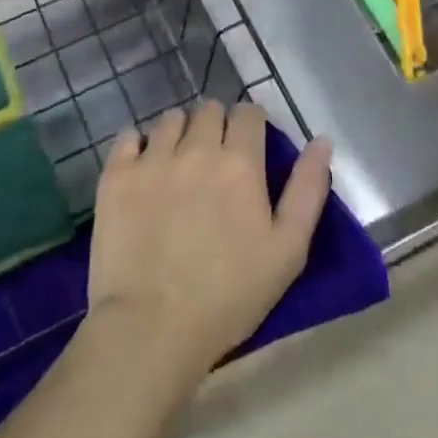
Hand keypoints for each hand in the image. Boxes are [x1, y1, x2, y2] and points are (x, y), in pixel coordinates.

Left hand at [87, 101, 332, 388]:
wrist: (152, 327)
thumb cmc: (229, 296)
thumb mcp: (288, 250)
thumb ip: (307, 190)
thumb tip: (321, 140)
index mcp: (240, 162)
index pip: (249, 113)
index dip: (252, 125)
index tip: (250, 147)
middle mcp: (196, 147)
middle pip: (209, 110)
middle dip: (217, 126)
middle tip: (215, 160)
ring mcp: (152, 158)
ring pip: (170, 119)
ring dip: (180, 132)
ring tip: (179, 164)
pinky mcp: (116, 175)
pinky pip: (127, 136)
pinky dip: (137, 145)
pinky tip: (143, 168)